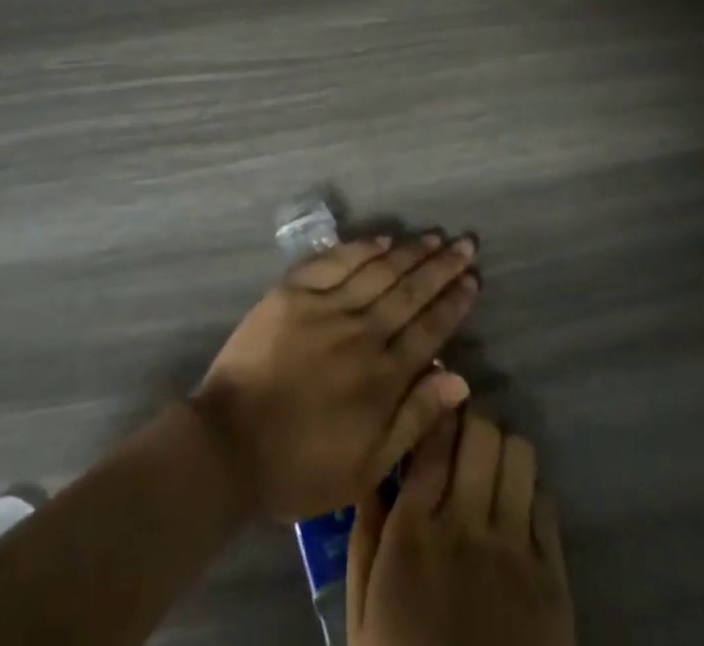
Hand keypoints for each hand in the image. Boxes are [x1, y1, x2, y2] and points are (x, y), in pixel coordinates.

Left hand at [189, 234, 477, 520]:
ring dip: (409, 252)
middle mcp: (361, 333)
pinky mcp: (293, 292)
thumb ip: (414, 419)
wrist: (230, 444)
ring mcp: (325, 307)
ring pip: (378, 270)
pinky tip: (382, 239)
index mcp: (383, 377)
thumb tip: (459, 378)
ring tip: (434, 236)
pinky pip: (334, 261)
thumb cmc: (300, 466)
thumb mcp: (367, 466)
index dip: (454, 302)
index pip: (430, 329)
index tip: (473, 279)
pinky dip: (360, 248)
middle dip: (442, 266)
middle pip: (410, 291)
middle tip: (466, 244)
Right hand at [347, 411, 575, 645]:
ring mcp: (514, 552)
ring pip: (519, 455)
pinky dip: (530, 491)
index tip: (432, 396)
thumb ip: (366, 533)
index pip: (432, 434)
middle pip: (480, 431)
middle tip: (461, 432)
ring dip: (503, 449)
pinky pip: (547, 504)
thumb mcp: (362, 608)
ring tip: (491, 464)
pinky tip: (515, 507)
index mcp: (413, 529)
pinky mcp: (553, 581)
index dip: (435, 405)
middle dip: (471, 420)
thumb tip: (374, 470)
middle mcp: (465, 525)